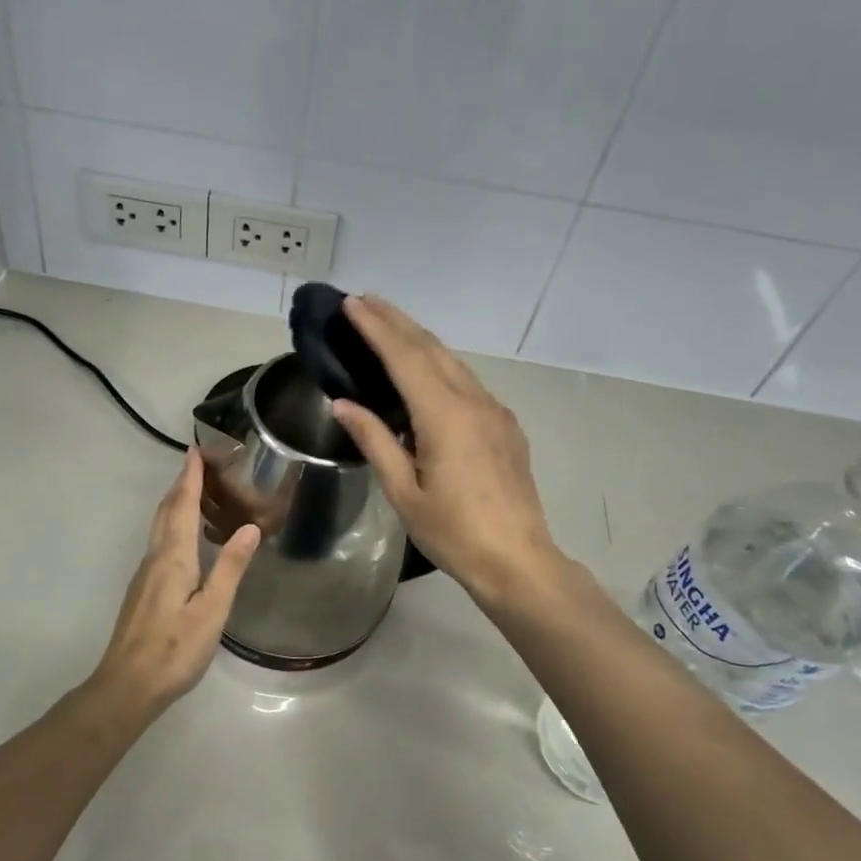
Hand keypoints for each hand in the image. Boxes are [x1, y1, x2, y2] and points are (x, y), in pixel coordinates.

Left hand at [88, 448, 260, 714]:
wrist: (128, 685)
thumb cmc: (175, 648)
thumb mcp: (213, 610)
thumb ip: (231, 567)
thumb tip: (250, 526)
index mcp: (173, 558)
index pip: (181, 506)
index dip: (189, 477)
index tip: (195, 449)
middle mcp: (155, 558)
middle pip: (165, 512)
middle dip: (181, 484)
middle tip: (199, 463)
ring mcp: (145, 575)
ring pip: (160, 527)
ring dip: (175, 503)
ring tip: (195, 491)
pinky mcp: (143, 591)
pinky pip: (160, 544)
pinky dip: (173, 525)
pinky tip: (185, 538)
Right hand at [332, 295, 561, 602]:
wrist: (517, 559)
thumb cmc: (453, 532)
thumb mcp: (403, 491)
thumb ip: (374, 441)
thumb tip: (343, 404)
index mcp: (444, 415)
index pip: (404, 357)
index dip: (376, 327)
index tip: (352, 304)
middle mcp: (473, 401)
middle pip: (431, 348)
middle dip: (397, 321)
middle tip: (365, 301)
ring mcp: (495, 411)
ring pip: (453, 362)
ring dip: (419, 340)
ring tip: (389, 328)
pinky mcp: (505, 426)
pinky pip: (467, 383)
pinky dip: (440, 366)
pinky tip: (426, 373)